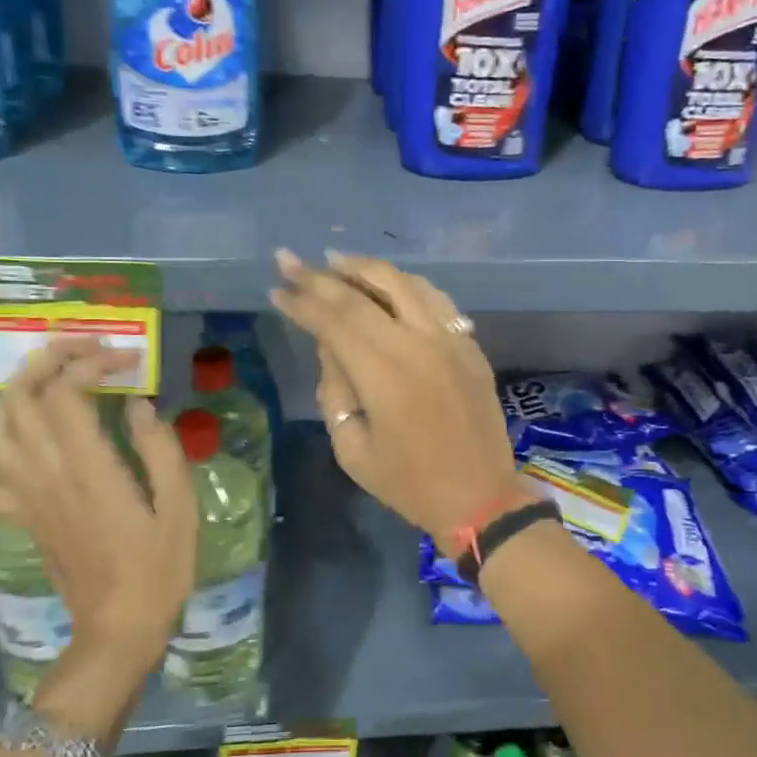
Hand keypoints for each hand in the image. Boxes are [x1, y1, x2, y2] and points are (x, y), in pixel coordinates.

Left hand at [0, 340, 196, 724]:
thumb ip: (160, 450)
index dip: (89, 363)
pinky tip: (11, 435)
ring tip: (48, 377)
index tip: (126, 360)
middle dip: (46, 360)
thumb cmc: (160, 568)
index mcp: (89, 471)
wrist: (119, 630)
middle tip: (83, 349)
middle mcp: (47, 477)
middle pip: (20, 400)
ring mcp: (27, 498)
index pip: (66, 394)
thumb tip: (138, 405)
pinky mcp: (21, 519)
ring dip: (15, 391)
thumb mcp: (180, 507)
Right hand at [270, 250, 520, 548]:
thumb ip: (335, 390)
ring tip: (336, 260)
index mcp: (384, 374)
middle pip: (363, 294)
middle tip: (290, 259)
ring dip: (366, 268)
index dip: (302, 301)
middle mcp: (417, 343)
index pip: (334, 320)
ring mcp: (450, 339)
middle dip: (320, 275)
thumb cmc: (409, 483)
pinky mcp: (470, 344)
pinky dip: (406, 284)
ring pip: (404, 284)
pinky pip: (435, 299)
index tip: (277, 288)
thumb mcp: (353, 449)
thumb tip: (329, 345)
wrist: (479, 497)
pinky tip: (388, 283)